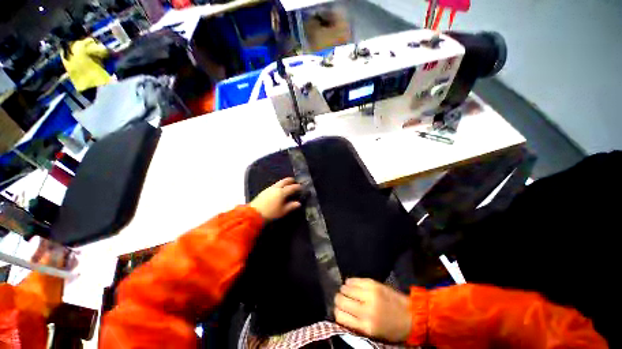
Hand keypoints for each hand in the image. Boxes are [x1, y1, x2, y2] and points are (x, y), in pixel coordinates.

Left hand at [250, 177, 301, 220]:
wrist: (254, 214)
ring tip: (287, 185)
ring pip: (279, 182)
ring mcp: (269, 189)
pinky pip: (274, 185)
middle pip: (284, 181)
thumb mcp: (283, 211)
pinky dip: (279, 185)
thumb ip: (291, 206)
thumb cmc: (271, 213)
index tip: (301, 187)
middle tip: (294, 181)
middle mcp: (276, 188)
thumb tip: (298, 203)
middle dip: (290, 180)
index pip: (292, 187)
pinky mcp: (264, 191)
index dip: (297, 187)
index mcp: (282, 192)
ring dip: (284, 182)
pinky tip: (279, 189)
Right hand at [334, 278, 411, 342]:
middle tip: (341, 299)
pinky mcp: (373, 283)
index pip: (340, 316)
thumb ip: (356, 323)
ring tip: (348, 292)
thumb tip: (340, 312)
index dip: (337, 312)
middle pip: (340, 300)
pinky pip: (354, 280)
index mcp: (366, 326)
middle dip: (338, 299)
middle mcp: (365, 309)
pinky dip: (350, 282)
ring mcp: (369, 294)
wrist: (411, 316)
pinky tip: (352, 285)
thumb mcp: (373, 332)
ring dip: (344, 290)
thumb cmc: (392, 328)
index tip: (339, 310)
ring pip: (345, 288)